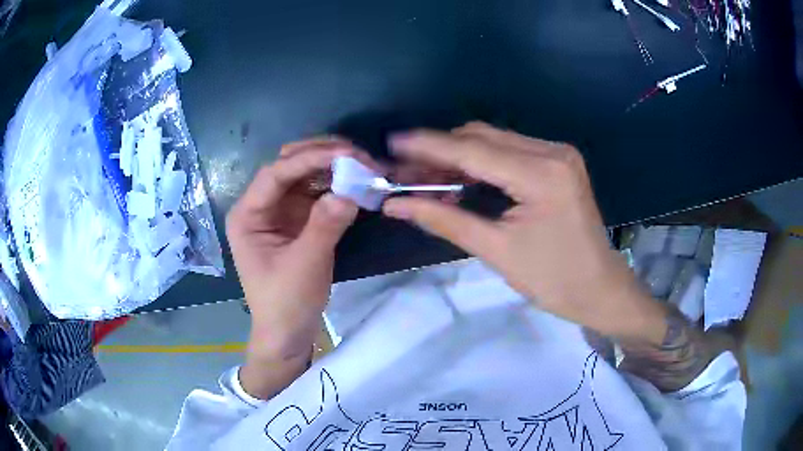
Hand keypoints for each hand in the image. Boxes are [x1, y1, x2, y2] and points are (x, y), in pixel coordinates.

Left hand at [226, 139, 360, 398]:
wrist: (288, 332)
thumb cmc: (286, 302)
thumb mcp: (305, 265)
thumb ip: (324, 226)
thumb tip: (350, 191)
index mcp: (248, 215)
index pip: (276, 174)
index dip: (309, 159)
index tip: (346, 154)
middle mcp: (261, 206)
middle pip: (288, 166)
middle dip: (321, 155)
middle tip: (357, 155)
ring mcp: (280, 212)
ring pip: (305, 176)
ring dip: (332, 167)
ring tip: (363, 165)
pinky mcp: (297, 221)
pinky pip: (316, 193)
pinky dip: (336, 185)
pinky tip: (355, 182)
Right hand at [383, 123, 666, 342]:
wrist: (600, 288)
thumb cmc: (553, 280)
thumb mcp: (497, 251)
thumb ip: (445, 219)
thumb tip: (396, 205)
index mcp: (542, 174)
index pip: (472, 150)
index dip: (428, 146)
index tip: (392, 144)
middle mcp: (552, 151)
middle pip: (482, 137)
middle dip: (440, 151)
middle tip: (405, 171)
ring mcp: (558, 153)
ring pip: (494, 140)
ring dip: (458, 155)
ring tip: (426, 177)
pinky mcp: (558, 161)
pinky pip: (510, 151)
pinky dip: (480, 161)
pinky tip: (459, 178)